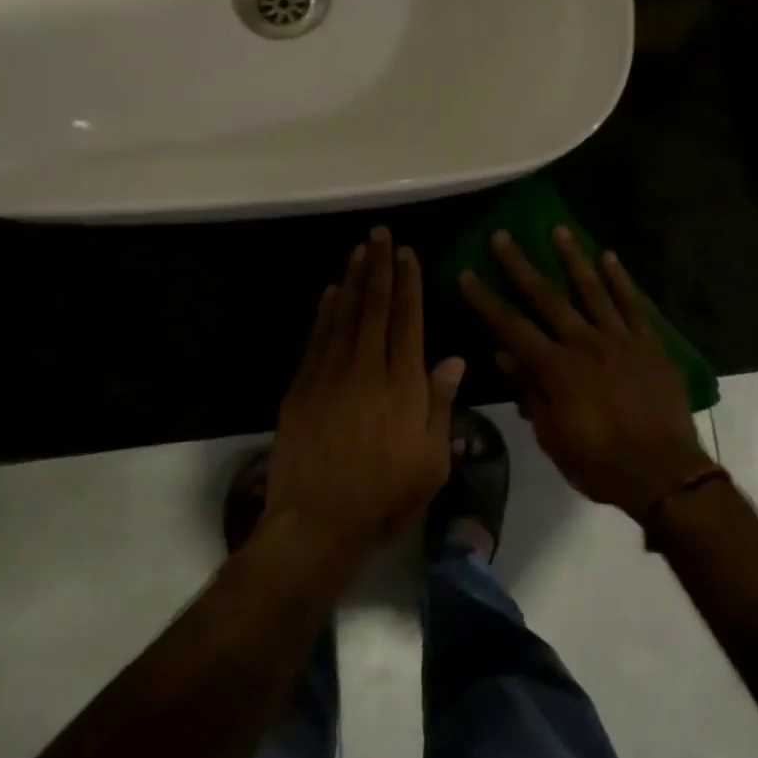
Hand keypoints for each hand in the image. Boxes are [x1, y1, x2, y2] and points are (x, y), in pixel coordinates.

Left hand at [265, 227, 465, 563]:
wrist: (316, 524)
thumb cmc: (384, 496)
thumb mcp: (431, 461)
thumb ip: (440, 405)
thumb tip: (454, 359)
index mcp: (402, 384)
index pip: (407, 320)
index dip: (409, 284)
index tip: (408, 254)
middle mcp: (367, 368)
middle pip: (375, 307)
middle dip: (380, 267)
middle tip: (380, 234)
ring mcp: (330, 375)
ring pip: (344, 315)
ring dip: (353, 279)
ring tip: (359, 250)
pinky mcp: (302, 387)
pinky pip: (317, 338)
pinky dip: (325, 311)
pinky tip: (330, 292)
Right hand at [459, 228, 709, 517]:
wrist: (664, 474)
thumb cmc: (601, 463)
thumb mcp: (554, 437)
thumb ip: (531, 392)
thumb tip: (505, 354)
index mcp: (557, 368)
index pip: (512, 326)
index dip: (486, 300)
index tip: (467, 273)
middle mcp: (584, 343)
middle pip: (547, 296)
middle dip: (520, 265)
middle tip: (502, 235)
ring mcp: (619, 339)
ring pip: (591, 289)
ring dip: (572, 257)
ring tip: (557, 229)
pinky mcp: (648, 343)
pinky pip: (633, 304)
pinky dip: (620, 279)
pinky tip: (609, 257)